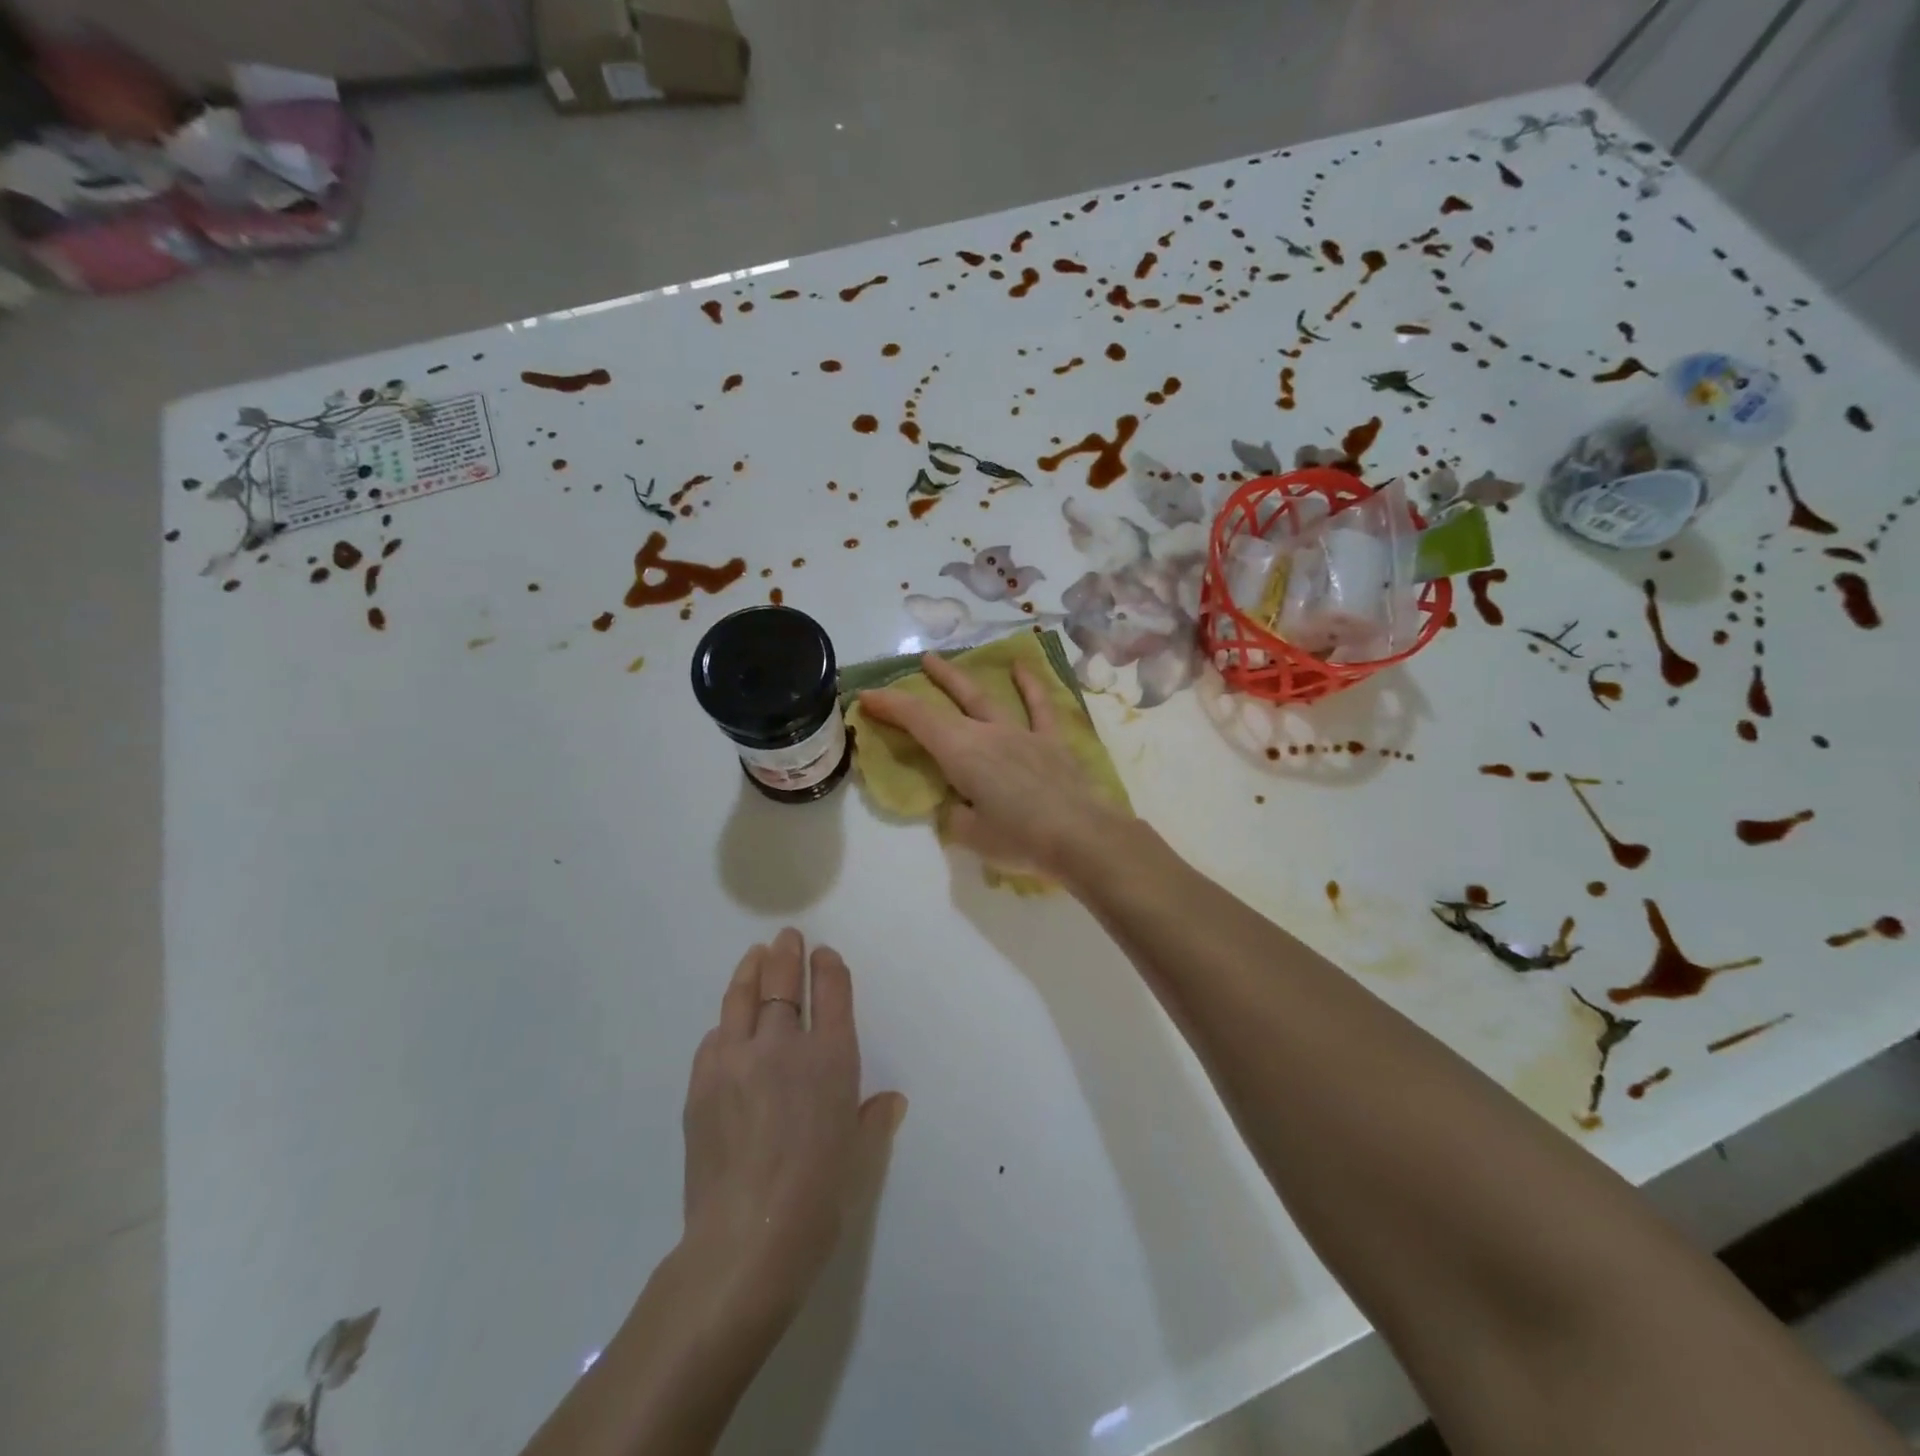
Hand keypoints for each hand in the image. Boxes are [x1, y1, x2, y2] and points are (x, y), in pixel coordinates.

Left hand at [681, 928, 905, 1322]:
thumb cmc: (819, 1198)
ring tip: (755, 956)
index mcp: (831, 1058)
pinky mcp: (702, 1083)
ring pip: (743, 999)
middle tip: (786, 938)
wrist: (746, 1238)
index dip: (828, 968)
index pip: (832, 993)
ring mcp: (738, 1060)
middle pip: (784, 984)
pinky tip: (726, 1024)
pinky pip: (715, 1039)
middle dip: (788, 955)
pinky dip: (725, 1025)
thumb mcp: (859, 1158)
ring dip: (751, 972)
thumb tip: (891, 1102)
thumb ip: (874, 1120)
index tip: (823, 954)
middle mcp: (785, 1046)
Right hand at [858, 653, 1128, 879]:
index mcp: (962, 753)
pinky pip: (1039, 707)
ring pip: (986, 698)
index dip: (890, 706)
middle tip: (912, 665)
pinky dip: (1029, 686)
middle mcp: (988, 733)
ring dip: (961, 679)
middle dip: (926, 684)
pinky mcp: (1051, 742)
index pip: (918, 721)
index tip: (867, 696)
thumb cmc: (1020, 839)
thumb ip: (956, 815)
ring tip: (942, 661)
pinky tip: (1022, 667)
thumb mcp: (971, 836)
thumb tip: (959, 805)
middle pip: (950, 702)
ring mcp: (1022, 733)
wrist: (1082, 838)